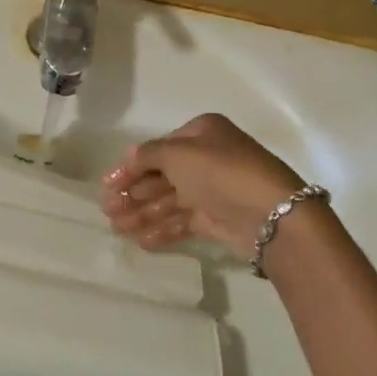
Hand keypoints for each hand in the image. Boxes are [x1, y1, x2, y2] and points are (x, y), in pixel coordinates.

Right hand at [102, 113, 304, 257]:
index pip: (157, 149)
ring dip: (142, 214)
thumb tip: (128, 158)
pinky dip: (162, 230)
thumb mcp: (177, 154)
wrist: (269, 213)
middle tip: (107, 211)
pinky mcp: (218, 218)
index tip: (107, 185)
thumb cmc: (219, 172)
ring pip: (170, 201)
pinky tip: (141, 241)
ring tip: (117, 230)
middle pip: (161, 176)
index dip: (130, 167)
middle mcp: (207, 158)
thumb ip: (147, 155)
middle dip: (133, 194)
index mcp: (201, 133)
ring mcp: (213, 190)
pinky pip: (183, 222)